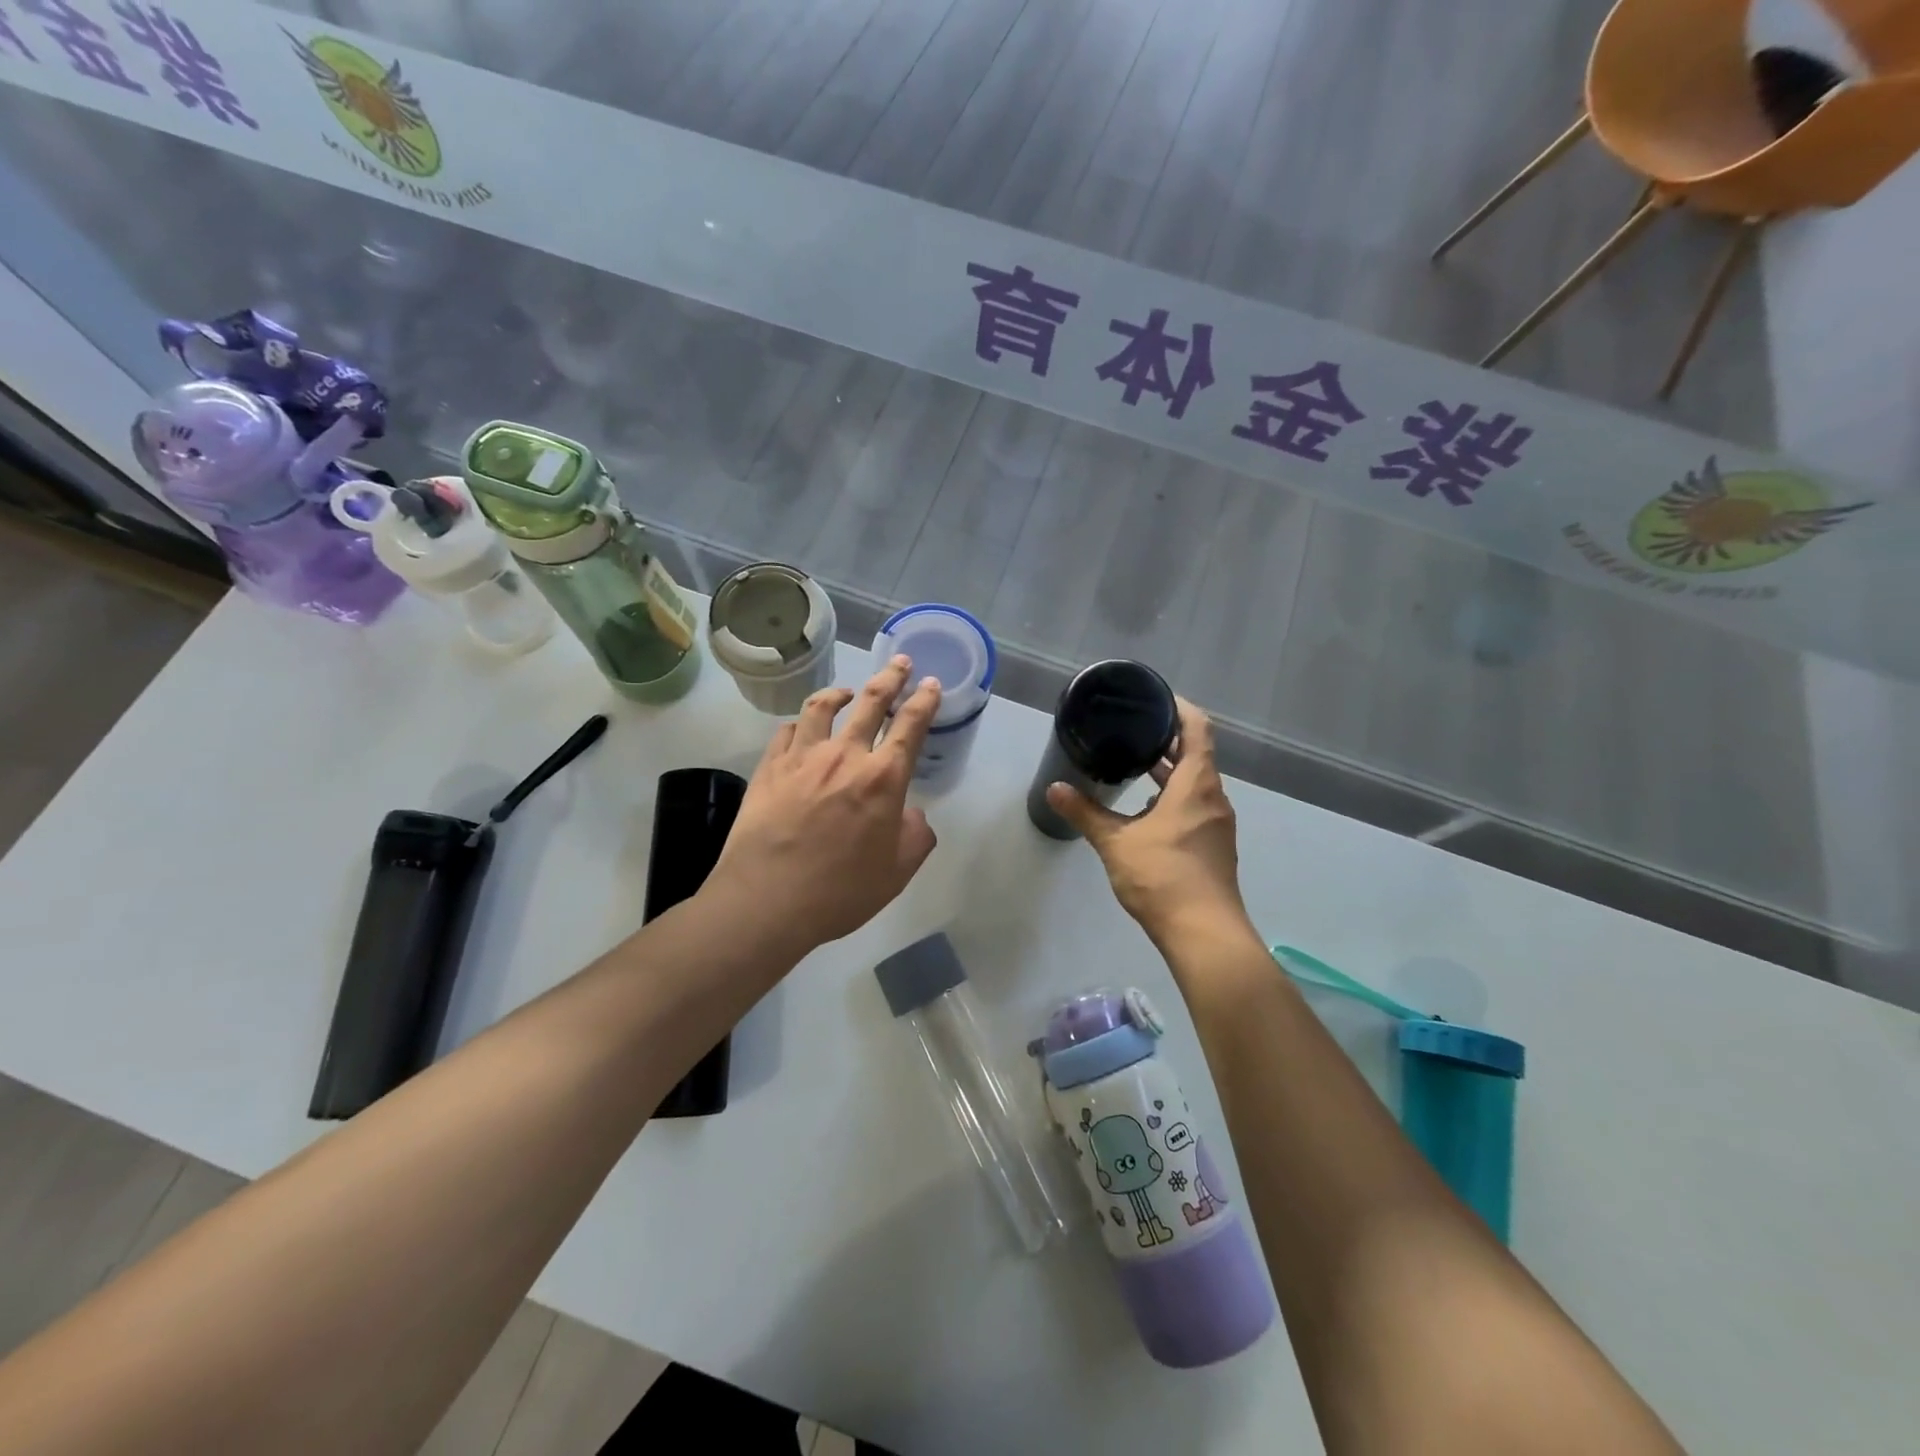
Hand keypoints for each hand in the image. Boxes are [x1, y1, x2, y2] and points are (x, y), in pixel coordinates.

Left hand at [707, 657, 941, 954]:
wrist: (767, 901)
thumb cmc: (841, 891)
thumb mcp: (897, 872)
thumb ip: (915, 836)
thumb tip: (911, 814)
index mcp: (882, 779)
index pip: (910, 726)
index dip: (924, 701)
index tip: (930, 683)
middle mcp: (844, 756)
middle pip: (870, 703)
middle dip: (889, 679)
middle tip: (899, 663)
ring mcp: (802, 758)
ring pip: (822, 708)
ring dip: (840, 693)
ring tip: (847, 691)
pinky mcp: (769, 768)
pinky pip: (786, 732)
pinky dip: (800, 724)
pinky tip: (801, 728)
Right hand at [1045, 699, 1251, 950]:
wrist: (1204, 934)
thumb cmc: (1163, 878)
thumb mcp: (1116, 843)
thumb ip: (1086, 813)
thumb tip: (1055, 789)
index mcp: (1197, 785)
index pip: (1197, 729)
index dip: (1181, 708)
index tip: (1156, 698)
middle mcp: (1213, 798)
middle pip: (1197, 755)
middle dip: (1168, 741)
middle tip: (1134, 729)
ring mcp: (1217, 824)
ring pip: (1196, 784)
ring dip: (1170, 772)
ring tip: (1135, 765)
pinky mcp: (1214, 846)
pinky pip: (1195, 807)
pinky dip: (1174, 797)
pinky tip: (1145, 810)